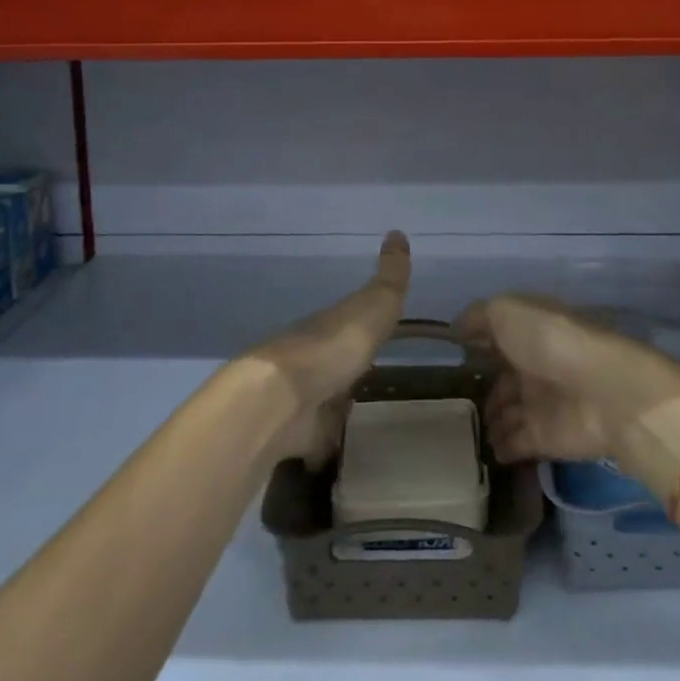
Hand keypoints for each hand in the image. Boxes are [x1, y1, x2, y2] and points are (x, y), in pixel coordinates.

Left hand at [250, 231, 410, 466]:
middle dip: (351, 365)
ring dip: (339, 403)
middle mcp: (315, 359)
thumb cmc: (333, 345)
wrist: (282, 399)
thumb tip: (397, 231)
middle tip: (377, 374)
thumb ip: (390, 277)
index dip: (367, 323)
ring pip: (326, 398)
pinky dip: (328, 442)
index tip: (383, 330)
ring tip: (367, 413)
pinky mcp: (299, 436)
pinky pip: (319, 438)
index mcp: (331, 325)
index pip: (352, 321)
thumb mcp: (374, 304)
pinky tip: (345, 449)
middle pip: (336, 360)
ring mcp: (304, 398)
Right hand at [454, 294, 679, 467]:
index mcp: (529, 331)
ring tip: (463, 431)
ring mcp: (541, 403)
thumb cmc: (550, 341)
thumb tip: (456, 329)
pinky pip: (515, 444)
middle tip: (452, 403)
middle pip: (504, 379)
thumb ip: (479, 317)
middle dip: (483, 389)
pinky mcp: (545, 438)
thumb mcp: (507, 312)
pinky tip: (482, 451)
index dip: (478, 344)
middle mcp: (535, 365)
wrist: (600, 391)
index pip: (499, 337)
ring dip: (490, 422)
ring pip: (507, 413)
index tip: (452, 355)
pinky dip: (501, 448)